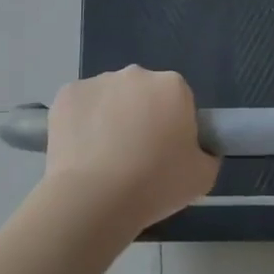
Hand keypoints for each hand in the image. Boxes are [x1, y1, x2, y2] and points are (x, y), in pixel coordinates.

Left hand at [43, 68, 219, 234]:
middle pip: (142, 94)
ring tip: (104, 159)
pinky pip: (80, 107)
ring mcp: (97, 81)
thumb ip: (206, 154)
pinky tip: (81, 152)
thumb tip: (197, 150)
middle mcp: (135, 74)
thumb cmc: (155, 184)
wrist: (94, 199)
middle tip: (137, 156)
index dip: (173, 126)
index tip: (166, 153)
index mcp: (172, 86)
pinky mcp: (66, 94)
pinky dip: (81, 123)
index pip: (178, 100)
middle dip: (141, 116)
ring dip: (110, 118)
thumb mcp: (203, 177)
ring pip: (109, 98)